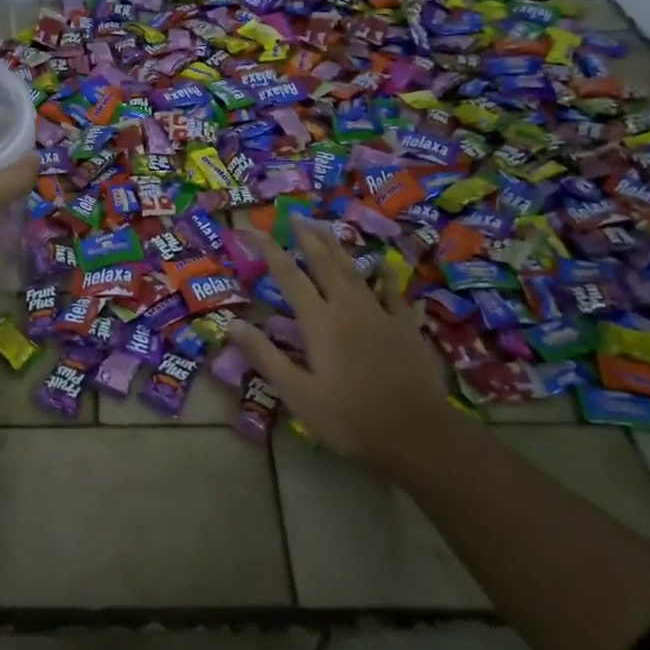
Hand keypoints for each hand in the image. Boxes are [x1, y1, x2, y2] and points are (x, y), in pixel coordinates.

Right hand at [229, 216, 465, 484]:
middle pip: (324, 262)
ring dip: (337, 246)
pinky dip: (384, 274)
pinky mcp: (405, 327)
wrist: (417, 434)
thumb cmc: (349, 417)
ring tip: (325, 227)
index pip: (287, 275)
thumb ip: (265, 356)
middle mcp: (347, 307)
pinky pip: (392, 291)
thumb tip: (232, 323)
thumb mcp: (297, 393)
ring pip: (354, 270)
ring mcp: (380, 314)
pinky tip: (381, 264)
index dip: (267, 249)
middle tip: (294, 215)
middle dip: (307, 237)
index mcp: (319, 321)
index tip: (251, 229)